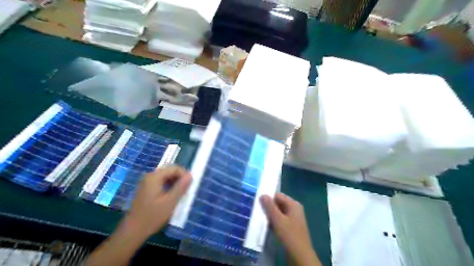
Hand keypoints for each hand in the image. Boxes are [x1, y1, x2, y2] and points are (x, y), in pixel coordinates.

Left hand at [123, 166, 190, 238]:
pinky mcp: (147, 189)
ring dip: (175, 182)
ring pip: (166, 176)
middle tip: (186, 189)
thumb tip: (190, 175)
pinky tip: (172, 196)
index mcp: (155, 177)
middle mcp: (150, 176)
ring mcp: (147, 182)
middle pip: (169, 171)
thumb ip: (181, 187)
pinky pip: (161, 182)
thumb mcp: (170, 201)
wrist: (133, 231)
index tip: (190, 185)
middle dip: (180, 178)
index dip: (184, 174)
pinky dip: (169, 186)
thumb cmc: (153, 216)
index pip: (174, 168)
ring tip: (181, 193)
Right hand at [259, 193, 321, 265]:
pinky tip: (268, 227)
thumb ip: (270, 206)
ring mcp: (294, 218)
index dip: (268, 199)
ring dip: (271, 215)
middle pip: (279, 203)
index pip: (278, 195)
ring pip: (279, 212)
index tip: (259, 205)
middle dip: (269, 207)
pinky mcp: (292, 227)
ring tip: (262, 220)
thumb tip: (262, 194)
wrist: (300, 256)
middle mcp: (295, 209)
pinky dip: (275, 222)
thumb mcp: (278, 220)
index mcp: (294, 204)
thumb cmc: (289, 235)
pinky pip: (281, 220)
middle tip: (259, 213)